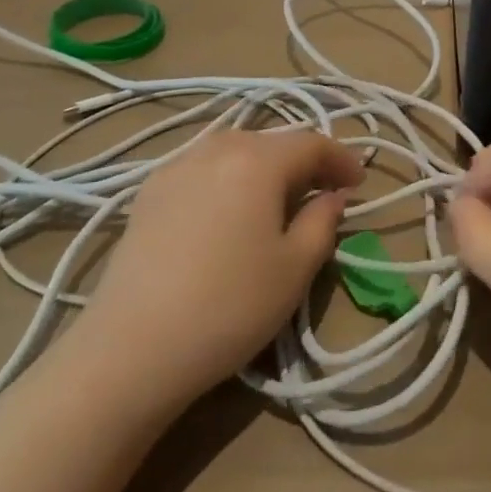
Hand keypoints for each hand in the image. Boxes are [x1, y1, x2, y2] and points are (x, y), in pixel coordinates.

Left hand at [73, 127, 362, 414]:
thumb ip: (322, 221)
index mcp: (258, 159)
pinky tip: (227, 207)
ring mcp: (176, 165)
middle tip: (323, 191)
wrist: (131, 350)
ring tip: (277, 197)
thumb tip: (332, 196)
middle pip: (272, 142)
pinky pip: (202, 167)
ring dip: (264, 166)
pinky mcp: (148, 192)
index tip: (359, 183)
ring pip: (235, 150)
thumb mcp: (294, 268)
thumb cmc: (228, 307)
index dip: (341, 159)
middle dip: (303, 162)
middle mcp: (217, 147)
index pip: (312, 143)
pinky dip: (227, 177)